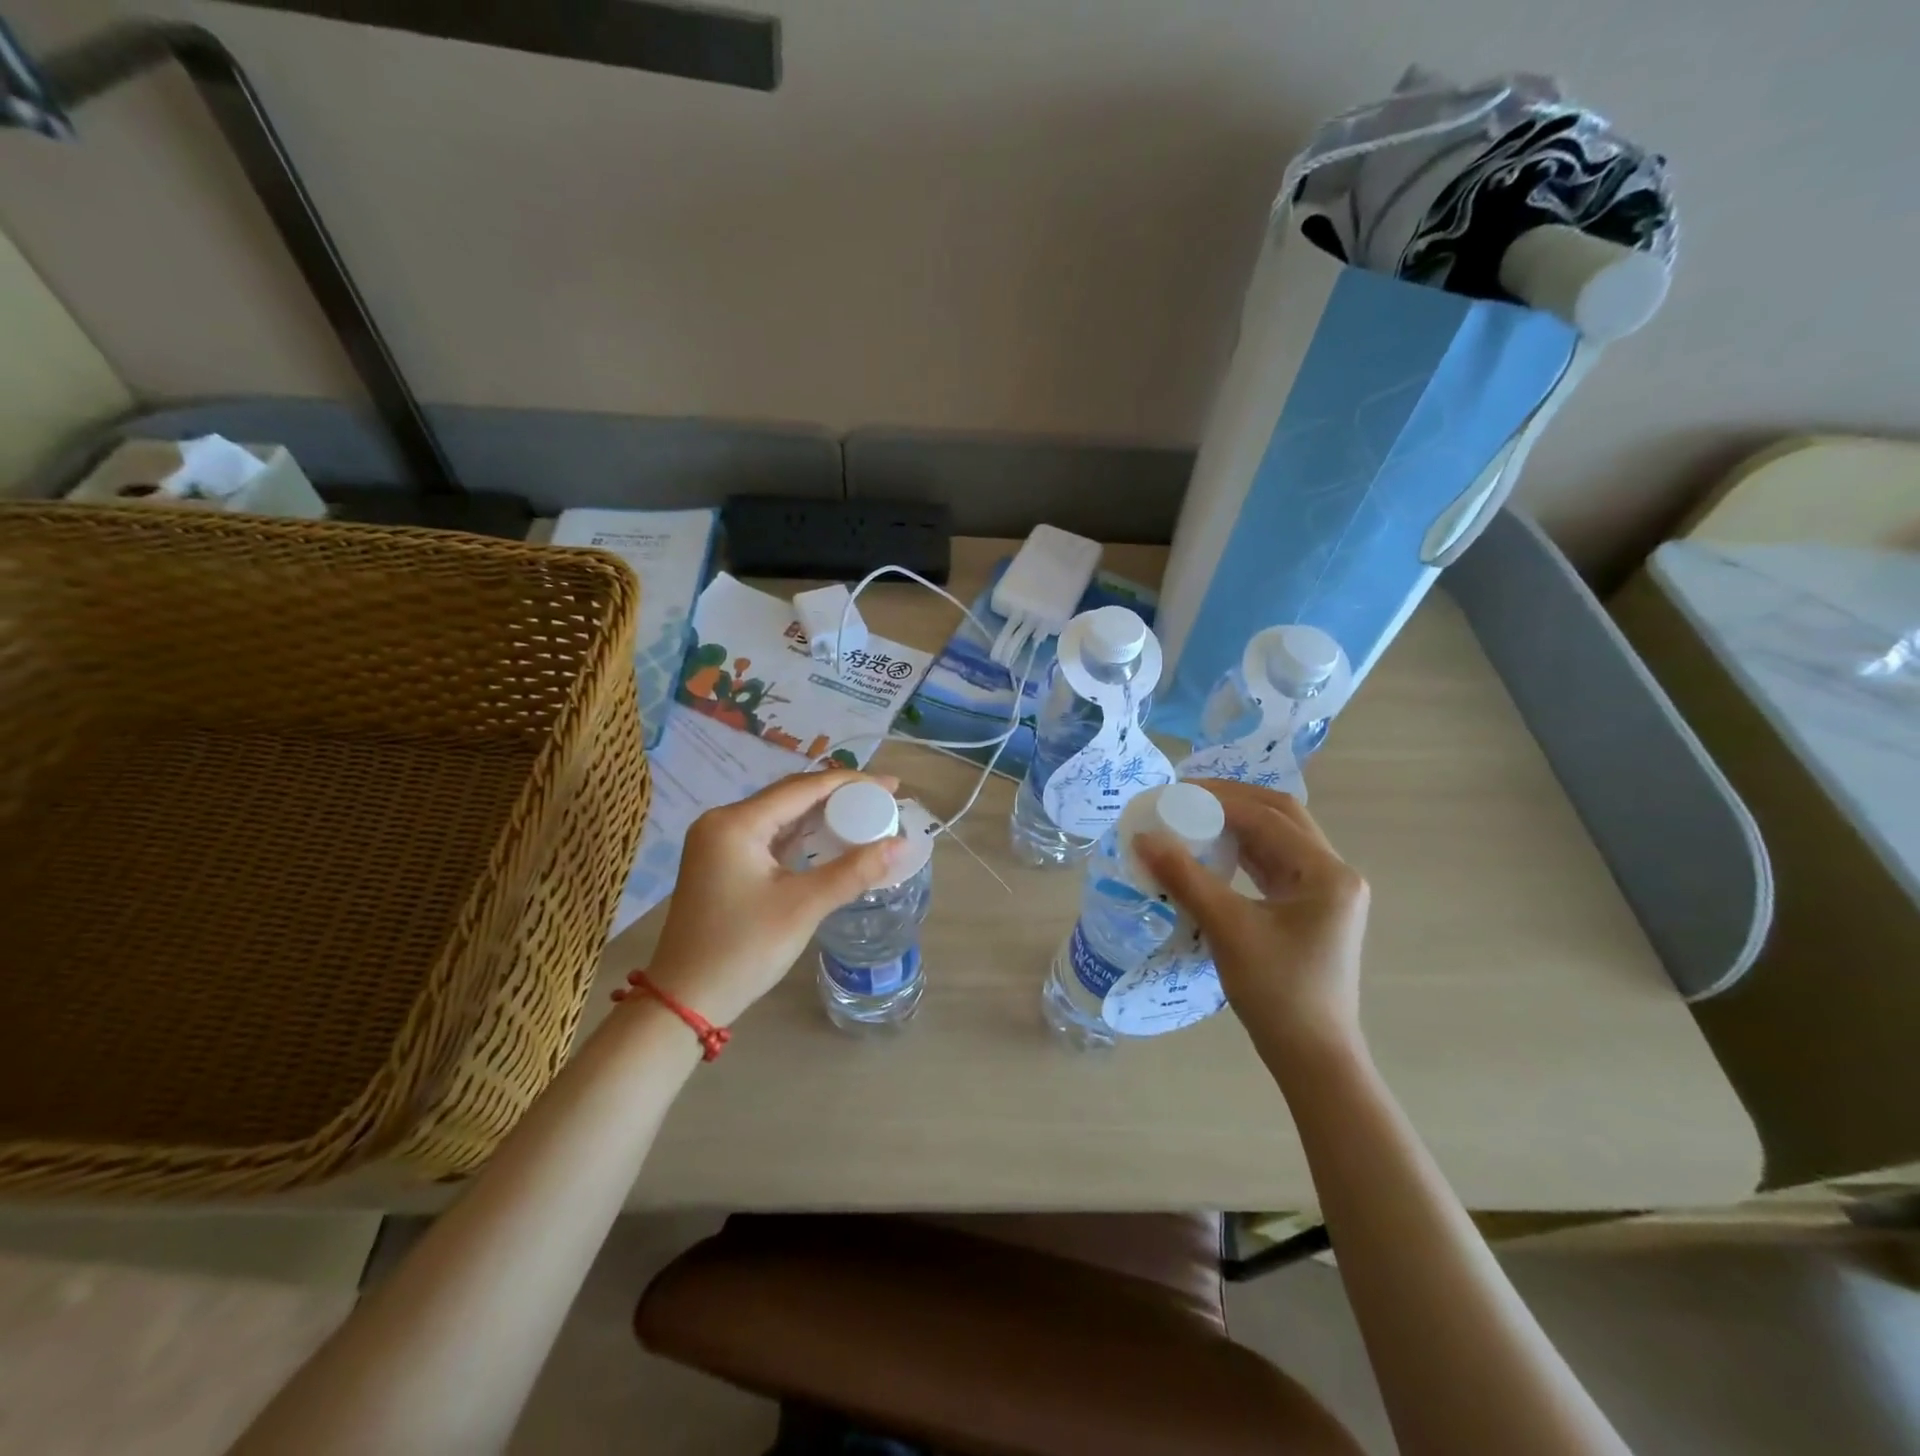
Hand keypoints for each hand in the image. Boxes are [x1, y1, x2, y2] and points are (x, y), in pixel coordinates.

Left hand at [622, 770, 905, 1025]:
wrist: (684, 1000)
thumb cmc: (742, 949)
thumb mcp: (803, 907)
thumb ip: (853, 871)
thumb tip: (901, 844)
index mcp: (736, 823)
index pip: (803, 788)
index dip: (851, 783)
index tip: (891, 785)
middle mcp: (723, 822)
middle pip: (791, 795)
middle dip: (839, 795)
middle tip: (884, 799)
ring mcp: (719, 843)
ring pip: (781, 815)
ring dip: (821, 814)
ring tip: (865, 814)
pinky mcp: (722, 863)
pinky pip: (770, 836)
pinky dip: (802, 835)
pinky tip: (830, 837)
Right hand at [1135, 780, 1369, 1065]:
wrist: (1312, 1056)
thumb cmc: (1277, 992)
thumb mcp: (1227, 929)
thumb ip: (1185, 877)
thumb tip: (1143, 837)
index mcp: (1326, 872)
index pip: (1268, 816)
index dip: (1219, 798)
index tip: (1174, 792)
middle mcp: (1333, 873)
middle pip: (1280, 816)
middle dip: (1232, 800)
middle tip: (1185, 795)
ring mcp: (1324, 892)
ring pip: (1277, 839)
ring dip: (1237, 823)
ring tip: (1192, 816)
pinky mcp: (1309, 909)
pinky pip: (1273, 864)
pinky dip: (1242, 850)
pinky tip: (1211, 851)